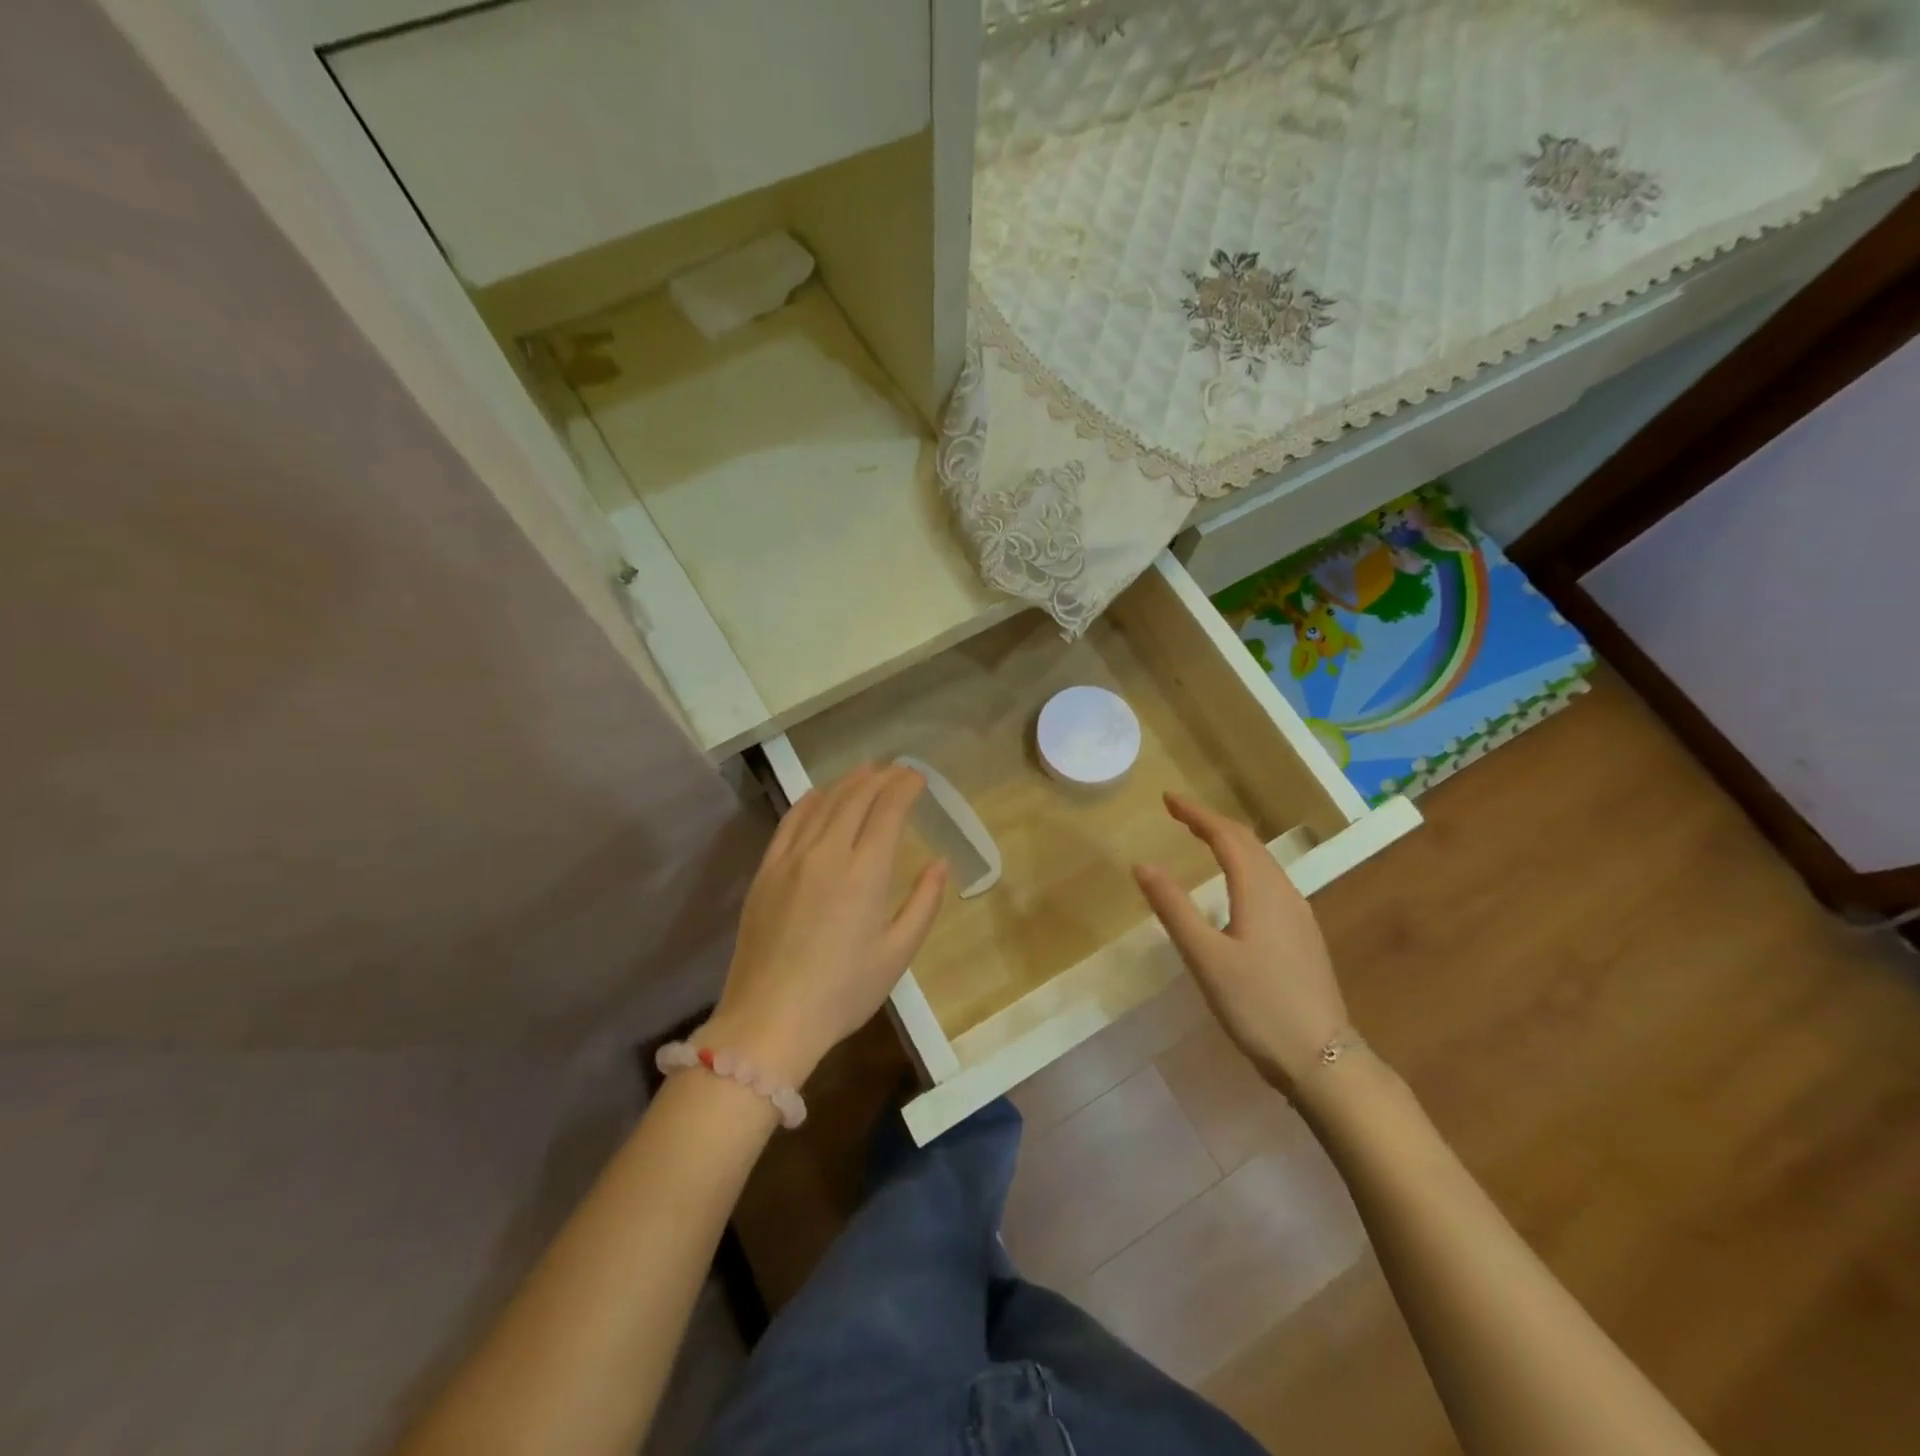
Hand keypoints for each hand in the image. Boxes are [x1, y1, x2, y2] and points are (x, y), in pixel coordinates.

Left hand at [703, 764, 947, 1087]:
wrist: (770, 1019)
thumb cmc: (843, 993)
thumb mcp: (898, 954)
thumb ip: (924, 903)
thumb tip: (940, 863)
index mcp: (866, 873)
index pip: (888, 810)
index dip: (905, 787)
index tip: (918, 777)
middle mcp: (828, 853)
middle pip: (856, 798)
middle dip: (880, 778)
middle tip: (897, 770)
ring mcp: (791, 859)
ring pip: (823, 804)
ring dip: (848, 783)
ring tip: (866, 771)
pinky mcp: (766, 872)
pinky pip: (790, 823)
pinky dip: (809, 801)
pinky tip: (819, 795)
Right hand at [1133, 792, 1349, 1093]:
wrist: (1322, 1059)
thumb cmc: (1258, 1006)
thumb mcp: (1206, 958)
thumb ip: (1174, 909)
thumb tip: (1143, 865)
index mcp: (1260, 891)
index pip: (1226, 836)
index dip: (1196, 814)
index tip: (1167, 799)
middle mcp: (1283, 892)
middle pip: (1248, 843)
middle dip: (1212, 822)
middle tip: (1178, 814)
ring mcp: (1299, 914)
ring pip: (1263, 861)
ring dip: (1231, 842)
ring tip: (1202, 838)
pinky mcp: (1303, 935)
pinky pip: (1270, 881)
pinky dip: (1245, 865)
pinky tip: (1235, 884)